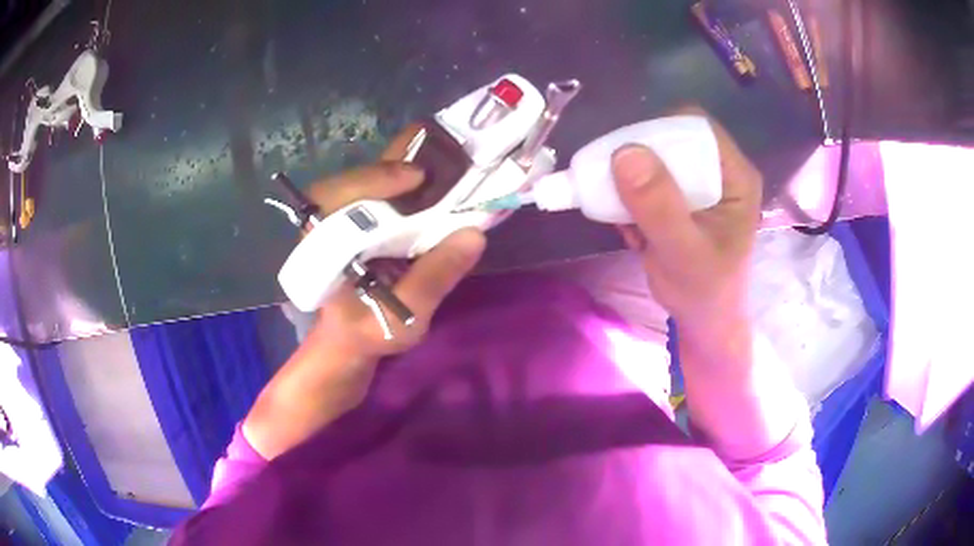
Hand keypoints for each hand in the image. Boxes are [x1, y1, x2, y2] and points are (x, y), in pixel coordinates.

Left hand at [244, 128, 484, 458]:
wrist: (348, 343)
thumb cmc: (366, 333)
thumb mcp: (401, 317)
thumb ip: (431, 279)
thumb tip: (473, 234)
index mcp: (323, 243)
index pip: (334, 194)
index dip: (373, 178)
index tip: (415, 177)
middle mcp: (330, 222)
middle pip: (357, 174)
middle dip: (398, 159)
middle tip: (444, 156)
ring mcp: (346, 219)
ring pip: (372, 178)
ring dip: (409, 163)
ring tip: (450, 158)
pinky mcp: (363, 222)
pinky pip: (385, 190)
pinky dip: (412, 179)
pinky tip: (441, 179)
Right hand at [612, 107, 761, 338]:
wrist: (703, 323)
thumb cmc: (704, 293)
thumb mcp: (683, 254)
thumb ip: (659, 207)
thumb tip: (624, 153)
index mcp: (735, 175)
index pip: (695, 126)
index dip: (658, 130)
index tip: (625, 157)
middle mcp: (718, 170)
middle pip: (670, 137)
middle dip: (637, 160)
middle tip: (614, 188)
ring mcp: (698, 184)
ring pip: (654, 157)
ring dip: (628, 182)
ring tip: (625, 218)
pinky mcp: (680, 198)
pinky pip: (645, 180)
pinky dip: (628, 198)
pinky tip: (633, 230)